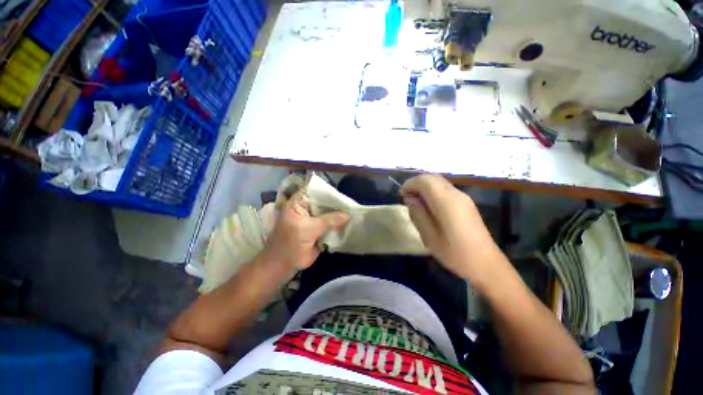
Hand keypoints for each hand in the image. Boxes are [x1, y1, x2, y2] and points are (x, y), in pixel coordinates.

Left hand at [261, 189, 349, 272]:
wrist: (284, 265)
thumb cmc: (290, 244)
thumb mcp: (309, 229)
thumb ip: (329, 221)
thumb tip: (348, 215)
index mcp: (298, 203)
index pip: (314, 189)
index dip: (327, 190)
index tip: (342, 192)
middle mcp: (306, 207)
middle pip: (323, 201)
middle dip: (336, 202)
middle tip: (351, 202)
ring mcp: (313, 218)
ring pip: (328, 212)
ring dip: (339, 212)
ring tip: (353, 210)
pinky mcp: (319, 228)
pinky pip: (330, 222)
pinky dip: (338, 222)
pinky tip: (350, 220)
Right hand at [400, 174, 502, 281]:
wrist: (485, 264)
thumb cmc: (454, 253)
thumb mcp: (429, 236)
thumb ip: (417, 213)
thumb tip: (410, 199)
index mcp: (446, 201)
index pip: (425, 180)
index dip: (410, 184)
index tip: (401, 195)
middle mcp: (456, 194)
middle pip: (433, 178)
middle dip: (416, 183)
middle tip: (406, 197)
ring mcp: (463, 198)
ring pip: (439, 182)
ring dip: (424, 187)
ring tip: (415, 201)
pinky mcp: (466, 203)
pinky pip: (445, 190)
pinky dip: (432, 192)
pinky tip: (428, 206)